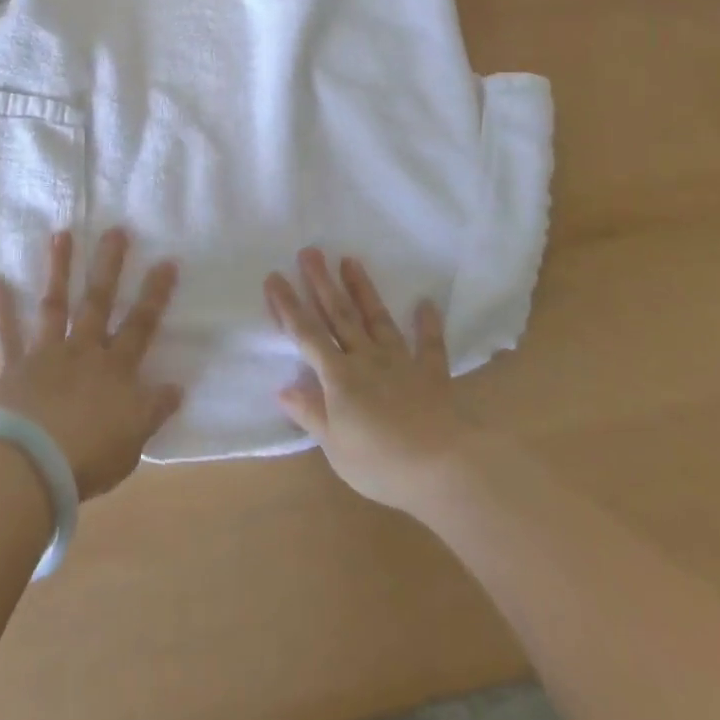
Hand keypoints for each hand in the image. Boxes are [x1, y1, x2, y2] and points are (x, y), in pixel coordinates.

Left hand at [0, 228, 183, 499]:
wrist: (34, 467)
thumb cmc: (90, 457)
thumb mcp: (134, 440)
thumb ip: (153, 410)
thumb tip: (177, 386)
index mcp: (115, 369)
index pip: (141, 325)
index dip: (155, 294)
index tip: (166, 260)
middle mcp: (83, 351)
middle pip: (98, 302)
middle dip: (108, 266)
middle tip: (115, 230)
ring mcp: (46, 354)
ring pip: (55, 305)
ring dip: (58, 269)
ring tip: (61, 234)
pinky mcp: (13, 367)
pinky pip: (6, 334)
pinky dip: (0, 308)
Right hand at [265, 249, 477, 514]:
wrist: (444, 468)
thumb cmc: (381, 463)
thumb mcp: (336, 447)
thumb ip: (311, 414)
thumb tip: (282, 388)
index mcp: (339, 377)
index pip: (307, 335)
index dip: (288, 306)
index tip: (275, 276)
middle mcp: (366, 359)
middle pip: (340, 316)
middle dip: (322, 283)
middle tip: (310, 251)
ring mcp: (401, 362)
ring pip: (377, 319)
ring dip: (363, 289)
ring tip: (350, 260)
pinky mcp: (432, 373)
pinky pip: (429, 344)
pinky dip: (427, 324)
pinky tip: (426, 303)